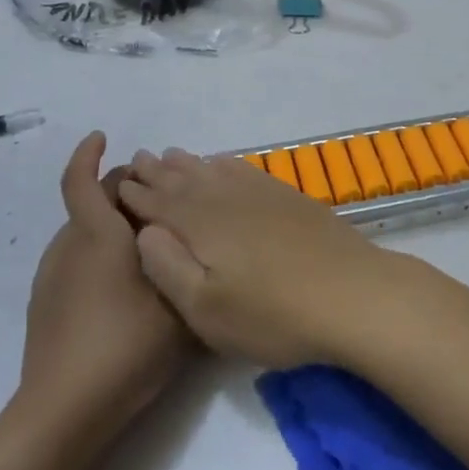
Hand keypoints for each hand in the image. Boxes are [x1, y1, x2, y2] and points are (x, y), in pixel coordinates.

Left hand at [19, 133, 190, 450]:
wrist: (64, 412)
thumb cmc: (126, 346)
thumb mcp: (179, 303)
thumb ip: (190, 264)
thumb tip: (195, 237)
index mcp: (97, 235)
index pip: (81, 180)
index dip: (88, 154)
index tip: (102, 137)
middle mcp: (69, 246)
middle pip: (92, 203)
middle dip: (122, 193)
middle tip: (161, 203)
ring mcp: (53, 276)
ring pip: (84, 233)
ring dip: (113, 226)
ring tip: (151, 245)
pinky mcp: (46, 304)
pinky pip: (76, 260)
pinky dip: (100, 254)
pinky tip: (126, 285)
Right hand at [118, 148, 399, 368]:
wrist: (351, 293)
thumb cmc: (272, 313)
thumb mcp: (205, 309)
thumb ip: (167, 266)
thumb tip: (143, 231)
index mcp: (200, 224)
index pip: (157, 203)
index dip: (135, 195)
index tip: (117, 184)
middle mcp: (225, 198)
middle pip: (182, 179)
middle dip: (156, 172)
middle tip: (137, 160)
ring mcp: (259, 194)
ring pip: (211, 169)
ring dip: (186, 163)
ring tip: (169, 156)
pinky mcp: (286, 197)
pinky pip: (243, 169)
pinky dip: (224, 163)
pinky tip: (221, 163)